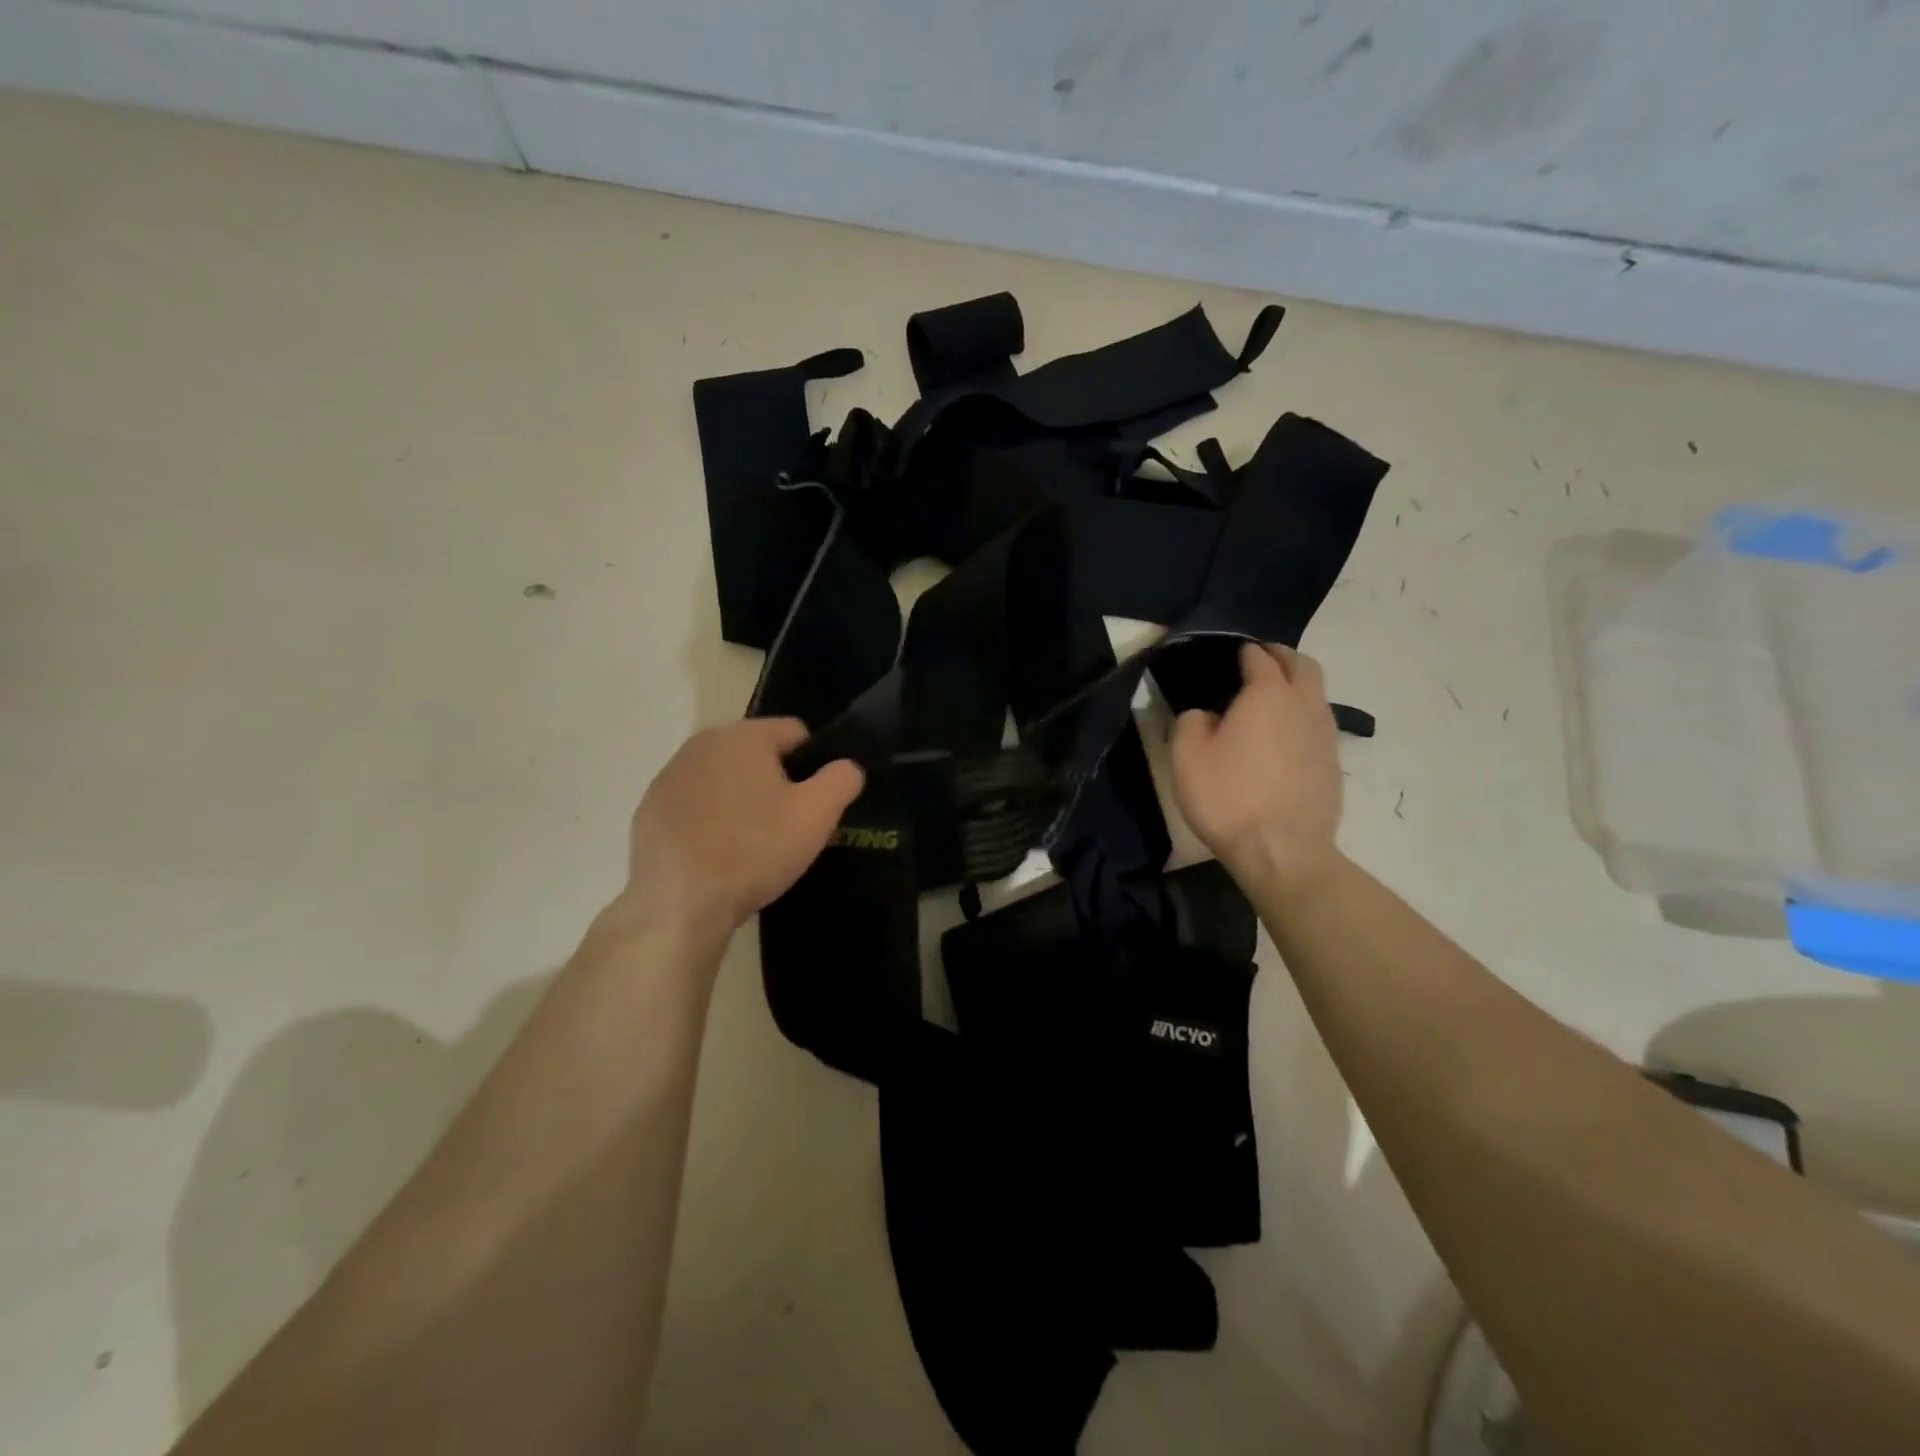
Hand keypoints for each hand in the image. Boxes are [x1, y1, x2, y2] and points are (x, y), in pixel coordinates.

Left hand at [619, 718, 863, 939]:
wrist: (680, 904)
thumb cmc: (755, 850)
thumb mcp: (817, 815)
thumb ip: (842, 779)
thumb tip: (846, 766)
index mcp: (743, 736)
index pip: (794, 732)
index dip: (812, 764)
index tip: (812, 802)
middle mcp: (701, 744)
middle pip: (756, 754)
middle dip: (774, 781)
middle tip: (785, 825)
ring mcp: (669, 777)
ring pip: (723, 779)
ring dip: (740, 800)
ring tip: (750, 844)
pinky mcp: (649, 811)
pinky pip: (694, 805)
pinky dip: (708, 821)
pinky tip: (716, 855)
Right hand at [1170, 643, 1343, 891]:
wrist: (1282, 851)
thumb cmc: (1229, 797)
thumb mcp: (1188, 757)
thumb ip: (1191, 722)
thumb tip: (1206, 716)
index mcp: (1267, 694)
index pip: (1259, 657)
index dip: (1244, 651)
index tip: (1230, 655)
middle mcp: (1303, 704)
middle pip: (1301, 664)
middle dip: (1280, 656)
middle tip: (1258, 662)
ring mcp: (1325, 734)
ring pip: (1316, 693)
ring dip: (1296, 685)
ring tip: (1270, 699)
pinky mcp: (1333, 762)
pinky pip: (1318, 723)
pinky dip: (1302, 716)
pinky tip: (1282, 737)